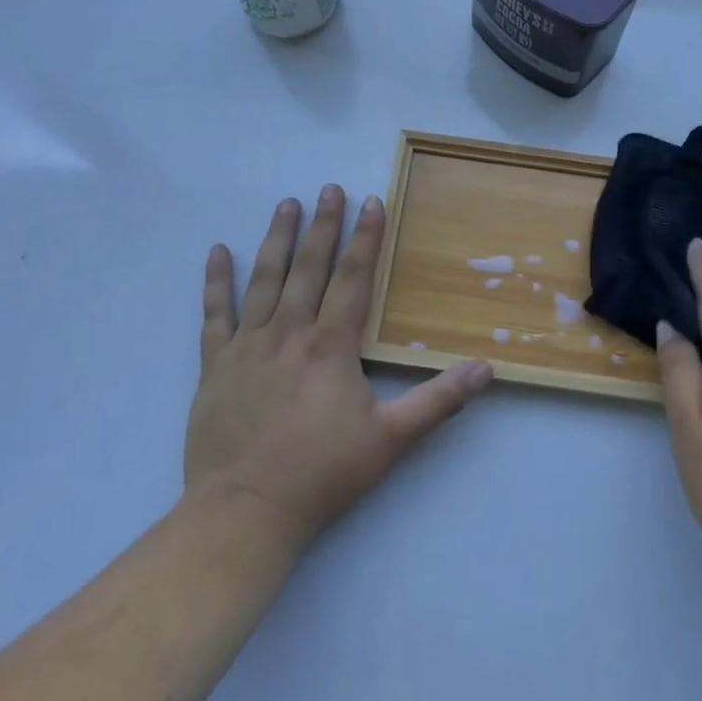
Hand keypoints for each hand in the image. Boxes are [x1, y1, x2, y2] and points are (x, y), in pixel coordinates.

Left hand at [183, 187, 493, 554]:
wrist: (245, 511)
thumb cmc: (323, 474)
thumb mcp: (391, 441)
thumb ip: (438, 401)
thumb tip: (486, 369)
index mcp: (331, 346)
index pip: (354, 279)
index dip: (365, 239)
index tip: (371, 202)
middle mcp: (289, 333)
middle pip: (309, 268)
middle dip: (322, 226)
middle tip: (328, 189)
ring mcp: (248, 346)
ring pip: (264, 280)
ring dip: (277, 240)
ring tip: (285, 204)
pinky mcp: (216, 365)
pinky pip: (215, 314)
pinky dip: (216, 282)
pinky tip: (218, 251)